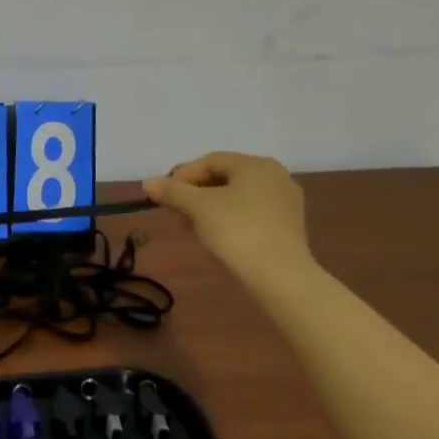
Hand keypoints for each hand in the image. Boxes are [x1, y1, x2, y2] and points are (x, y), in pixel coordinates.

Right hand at [143, 152, 314, 283]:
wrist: (280, 277)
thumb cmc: (237, 231)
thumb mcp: (198, 207)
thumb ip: (172, 191)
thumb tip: (148, 182)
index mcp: (255, 164)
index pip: (210, 161)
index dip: (183, 176)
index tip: (165, 197)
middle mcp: (275, 176)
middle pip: (224, 178)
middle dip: (196, 194)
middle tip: (178, 214)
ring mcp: (286, 203)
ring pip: (238, 198)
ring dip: (211, 209)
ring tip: (195, 230)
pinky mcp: (289, 227)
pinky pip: (252, 215)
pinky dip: (231, 221)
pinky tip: (219, 239)